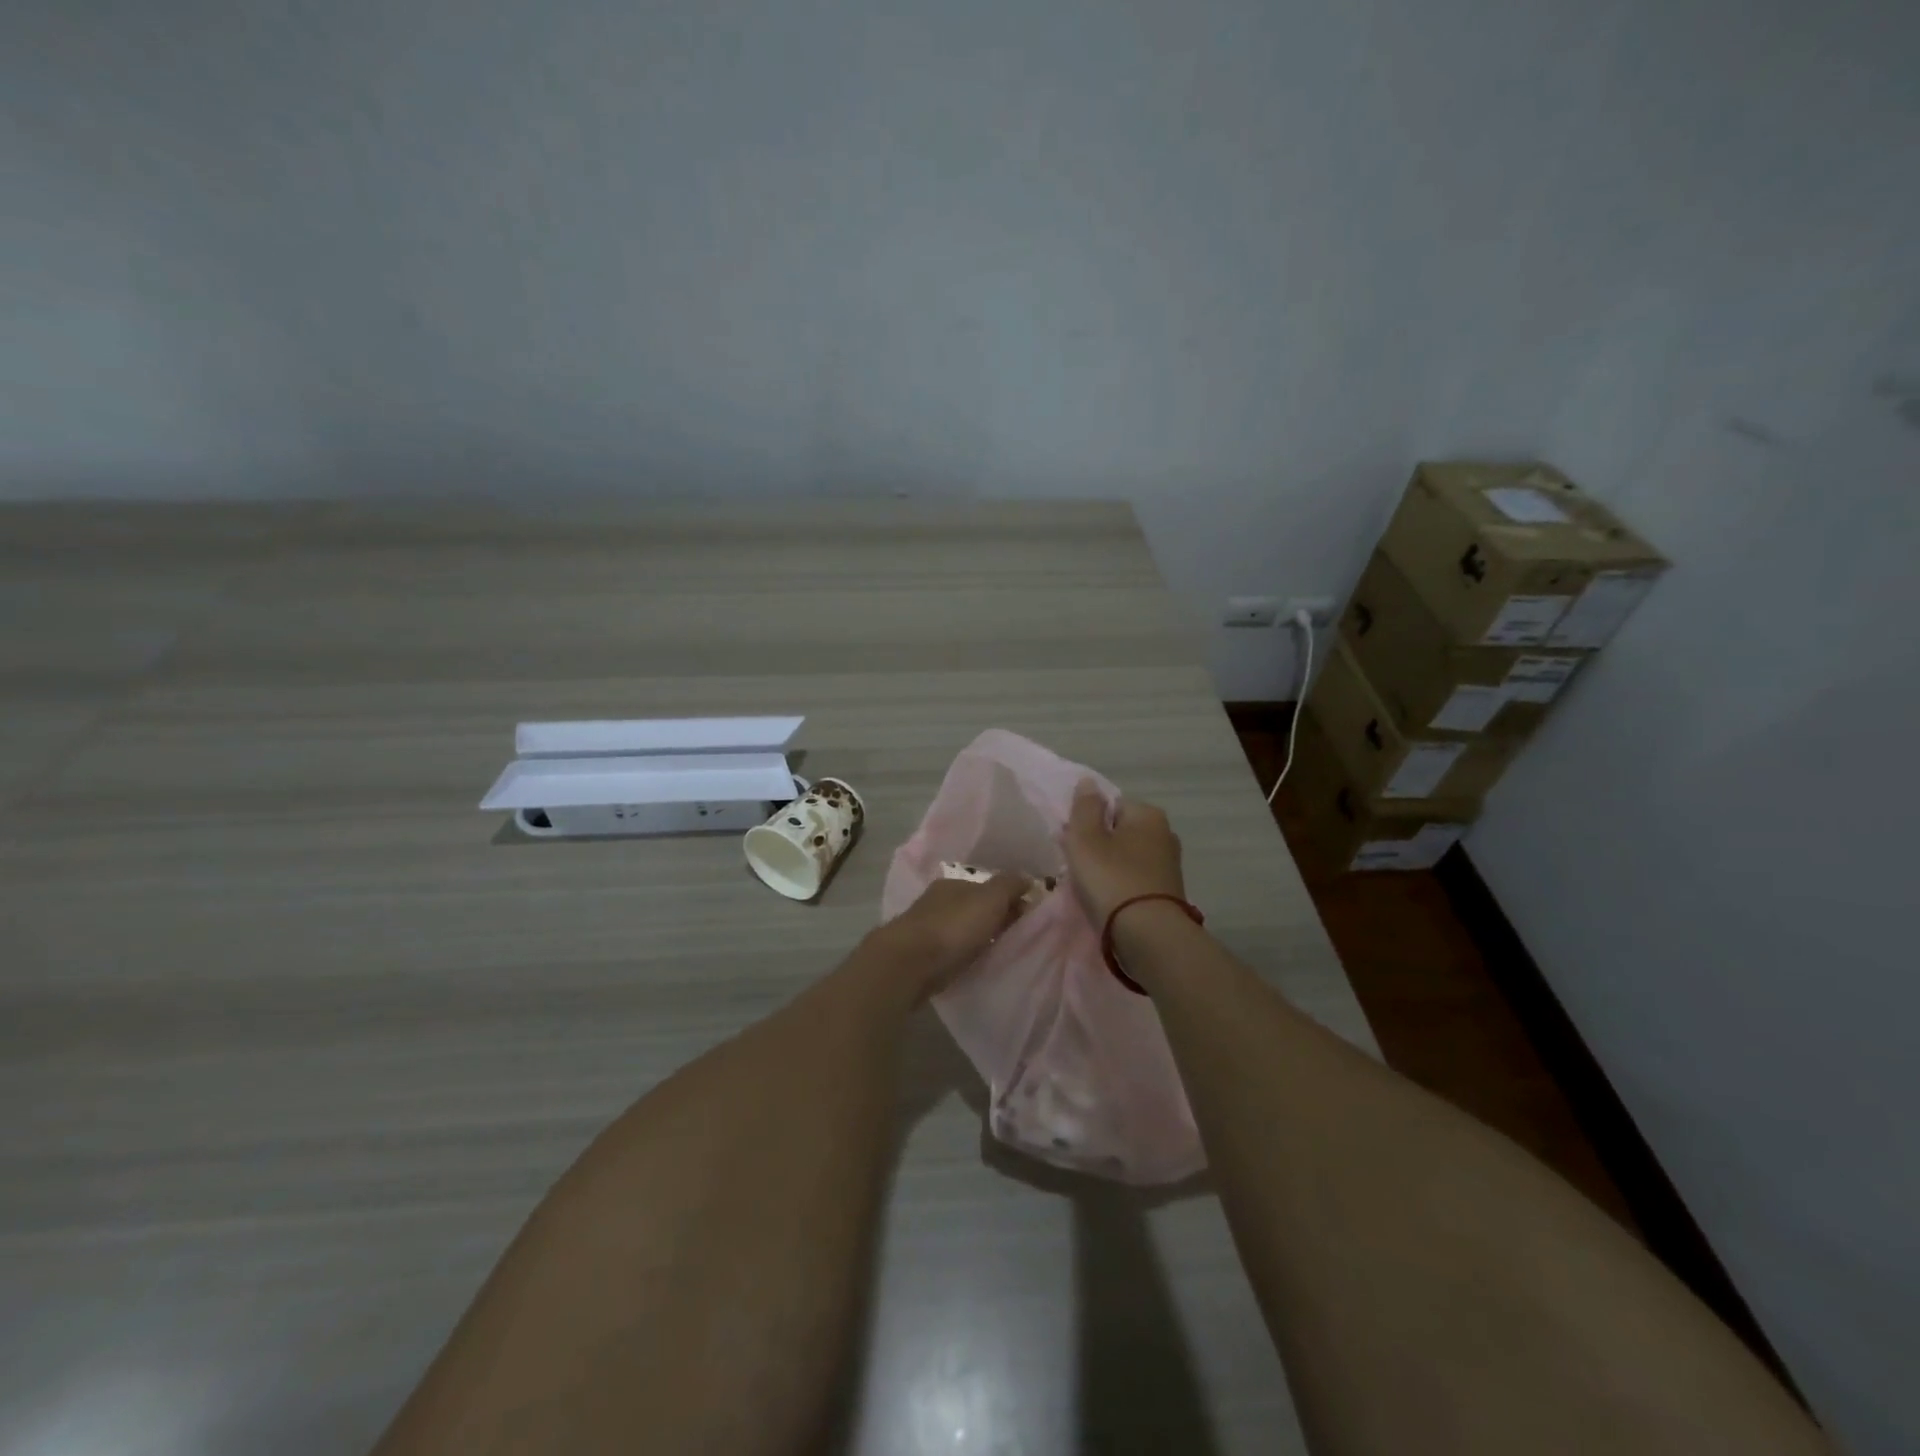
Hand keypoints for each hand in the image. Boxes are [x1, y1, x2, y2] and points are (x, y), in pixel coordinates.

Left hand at [868, 874, 1029, 998]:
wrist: (908, 964)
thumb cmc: (953, 927)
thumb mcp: (989, 898)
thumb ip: (1009, 885)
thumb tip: (1027, 878)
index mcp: (955, 883)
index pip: (991, 886)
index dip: (1014, 899)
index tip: (1033, 919)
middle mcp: (940, 901)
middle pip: (978, 907)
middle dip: (999, 919)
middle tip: (1022, 938)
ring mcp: (929, 928)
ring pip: (965, 929)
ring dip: (983, 938)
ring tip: (1003, 953)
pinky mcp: (923, 955)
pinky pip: (955, 950)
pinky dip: (968, 954)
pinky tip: (978, 963)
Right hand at [1061, 780, 1185, 926]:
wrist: (1148, 935)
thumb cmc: (1112, 879)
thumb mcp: (1086, 838)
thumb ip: (1085, 807)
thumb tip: (1089, 782)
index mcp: (1148, 814)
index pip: (1110, 805)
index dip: (1087, 822)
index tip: (1074, 843)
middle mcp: (1165, 834)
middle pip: (1119, 831)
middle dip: (1098, 845)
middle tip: (1078, 866)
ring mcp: (1169, 865)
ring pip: (1127, 857)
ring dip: (1108, 867)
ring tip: (1090, 888)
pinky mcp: (1168, 892)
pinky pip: (1135, 879)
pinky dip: (1121, 885)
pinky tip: (1108, 901)